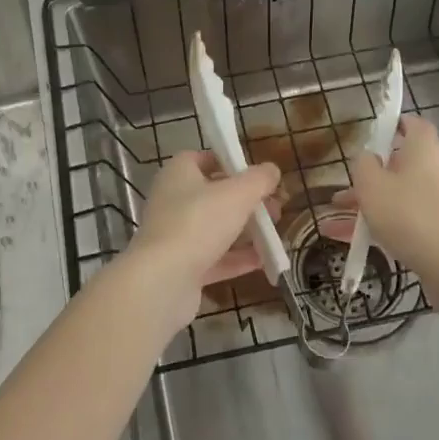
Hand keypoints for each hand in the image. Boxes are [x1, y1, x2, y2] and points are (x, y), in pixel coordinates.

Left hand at [125, 152, 281, 331]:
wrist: (162, 281)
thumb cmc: (198, 222)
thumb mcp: (237, 194)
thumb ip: (258, 179)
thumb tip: (272, 170)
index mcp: (178, 174)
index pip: (202, 158)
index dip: (229, 162)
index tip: (256, 173)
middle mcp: (172, 201)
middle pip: (213, 195)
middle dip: (246, 201)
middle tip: (275, 208)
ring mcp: (175, 236)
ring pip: (215, 228)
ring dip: (245, 231)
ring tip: (275, 233)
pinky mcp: (181, 267)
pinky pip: (214, 258)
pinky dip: (238, 259)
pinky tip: (264, 261)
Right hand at [329, 114, 438, 277]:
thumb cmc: (407, 214)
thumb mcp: (370, 185)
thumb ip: (363, 164)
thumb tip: (369, 157)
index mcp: (425, 149)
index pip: (414, 124)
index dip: (395, 126)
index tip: (376, 135)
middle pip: (405, 165)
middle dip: (374, 178)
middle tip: (347, 192)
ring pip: (405, 196)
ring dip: (376, 206)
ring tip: (341, 226)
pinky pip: (414, 219)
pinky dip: (391, 226)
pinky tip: (363, 245)